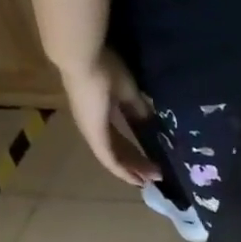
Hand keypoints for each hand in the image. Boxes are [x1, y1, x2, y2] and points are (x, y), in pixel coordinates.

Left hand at [59, 48, 157, 185]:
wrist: (85, 60)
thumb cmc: (106, 69)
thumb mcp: (129, 93)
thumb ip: (139, 110)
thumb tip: (152, 124)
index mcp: (101, 114)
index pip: (120, 138)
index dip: (136, 151)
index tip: (153, 162)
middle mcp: (95, 126)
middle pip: (118, 151)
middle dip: (137, 164)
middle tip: (156, 175)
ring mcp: (93, 132)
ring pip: (113, 158)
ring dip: (131, 171)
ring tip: (148, 181)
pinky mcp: (94, 135)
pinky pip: (109, 159)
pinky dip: (122, 171)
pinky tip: (136, 180)